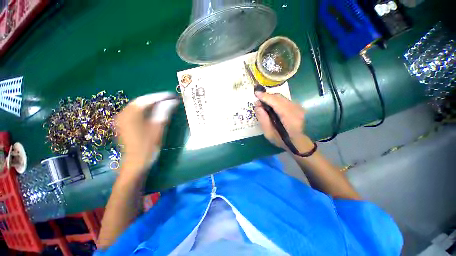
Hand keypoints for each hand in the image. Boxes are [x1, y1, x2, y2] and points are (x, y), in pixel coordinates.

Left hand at [115, 92, 178, 174]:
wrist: (135, 163)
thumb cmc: (148, 145)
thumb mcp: (158, 127)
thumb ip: (164, 112)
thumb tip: (172, 101)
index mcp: (131, 113)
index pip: (148, 99)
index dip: (161, 96)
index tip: (172, 95)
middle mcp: (124, 113)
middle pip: (142, 101)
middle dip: (156, 99)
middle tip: (169, 99)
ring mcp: (122, 119)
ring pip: (138, 106)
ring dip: (151, 104)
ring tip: (164, 104)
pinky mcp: (123, 124)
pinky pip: (135, 112)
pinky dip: (146, 109)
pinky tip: (154, 111)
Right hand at [254, 91, 313, 152]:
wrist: (297, 143)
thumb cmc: (282, 140)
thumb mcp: (268, 133)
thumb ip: (263, 119)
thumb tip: (257, 106)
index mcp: (289, 118)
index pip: (276, 103)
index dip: (266, 97)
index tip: (256, 94)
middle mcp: (296, 110)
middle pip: (279, 98)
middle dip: (267, 97)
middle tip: (258, 102)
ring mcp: (298, 107)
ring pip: (282, 98)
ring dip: (271, 98)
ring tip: (263, 103)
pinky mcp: (298, 107)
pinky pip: (284, 100)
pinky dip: (276, 101)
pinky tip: (271, 105)